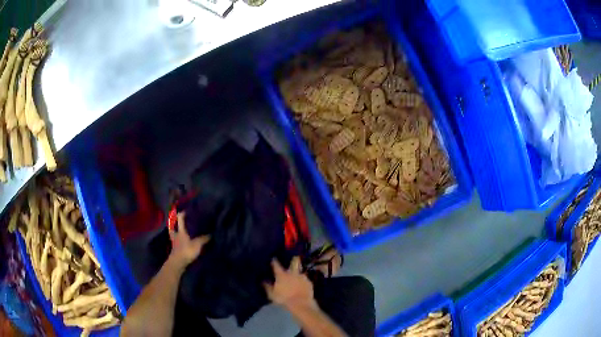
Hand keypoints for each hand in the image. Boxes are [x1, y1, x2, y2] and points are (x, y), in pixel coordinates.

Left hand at [168, 212, 209, 270]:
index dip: (182, 214)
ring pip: (173, 234)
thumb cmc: (186, 250)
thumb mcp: (198, 244)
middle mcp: (176, 235)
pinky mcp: (175, 249)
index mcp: (180, 231)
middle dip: (174, 223)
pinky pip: (176, 242)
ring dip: (175, 232)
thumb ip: (204, 238)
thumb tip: (211, 234)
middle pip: (172, 226)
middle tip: (178, 220)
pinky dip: (178, 241)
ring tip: (181, 231)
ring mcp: (174, 242)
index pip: (180, 219)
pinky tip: (183, 242)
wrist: (178, 263)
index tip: (186, 210)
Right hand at [264, 257, 315, 309]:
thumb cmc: (283, 299)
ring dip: (298, 273)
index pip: (276, 265)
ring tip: (296, 277)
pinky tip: (302, 285)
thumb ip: (267, 286)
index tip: (273, 258)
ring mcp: (302, 277)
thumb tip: (262, 280)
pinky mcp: (309, 282)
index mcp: (282, 275)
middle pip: (294, 262)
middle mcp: (292, 273)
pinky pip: (305, 279)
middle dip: (293, 259)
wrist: (301, 304)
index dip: (274, 261)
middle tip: (293, 258)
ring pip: (300, 271)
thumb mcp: (272, 294)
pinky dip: (303, 281)